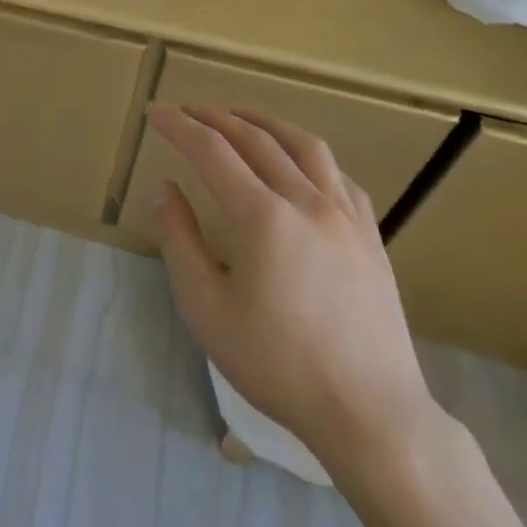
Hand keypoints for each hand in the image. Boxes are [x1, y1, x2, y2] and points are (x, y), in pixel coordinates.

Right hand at [148, 107, 437, 473]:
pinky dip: (310, 156)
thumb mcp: (206, 308)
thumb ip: (179, 239)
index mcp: (262, 216)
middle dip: (215, 118)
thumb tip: (164, 188)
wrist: (371, 415)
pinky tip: (300, 163)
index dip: (179, 127)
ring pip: (303, 145)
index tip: (155, 113)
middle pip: (254, 138)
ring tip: (241, 117)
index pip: (211, 150)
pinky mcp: (371, 235)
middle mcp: (305, 201)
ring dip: (265, 123)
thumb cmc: (278, 364)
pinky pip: (339, 175)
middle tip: (187, 111)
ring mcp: (345, 215)